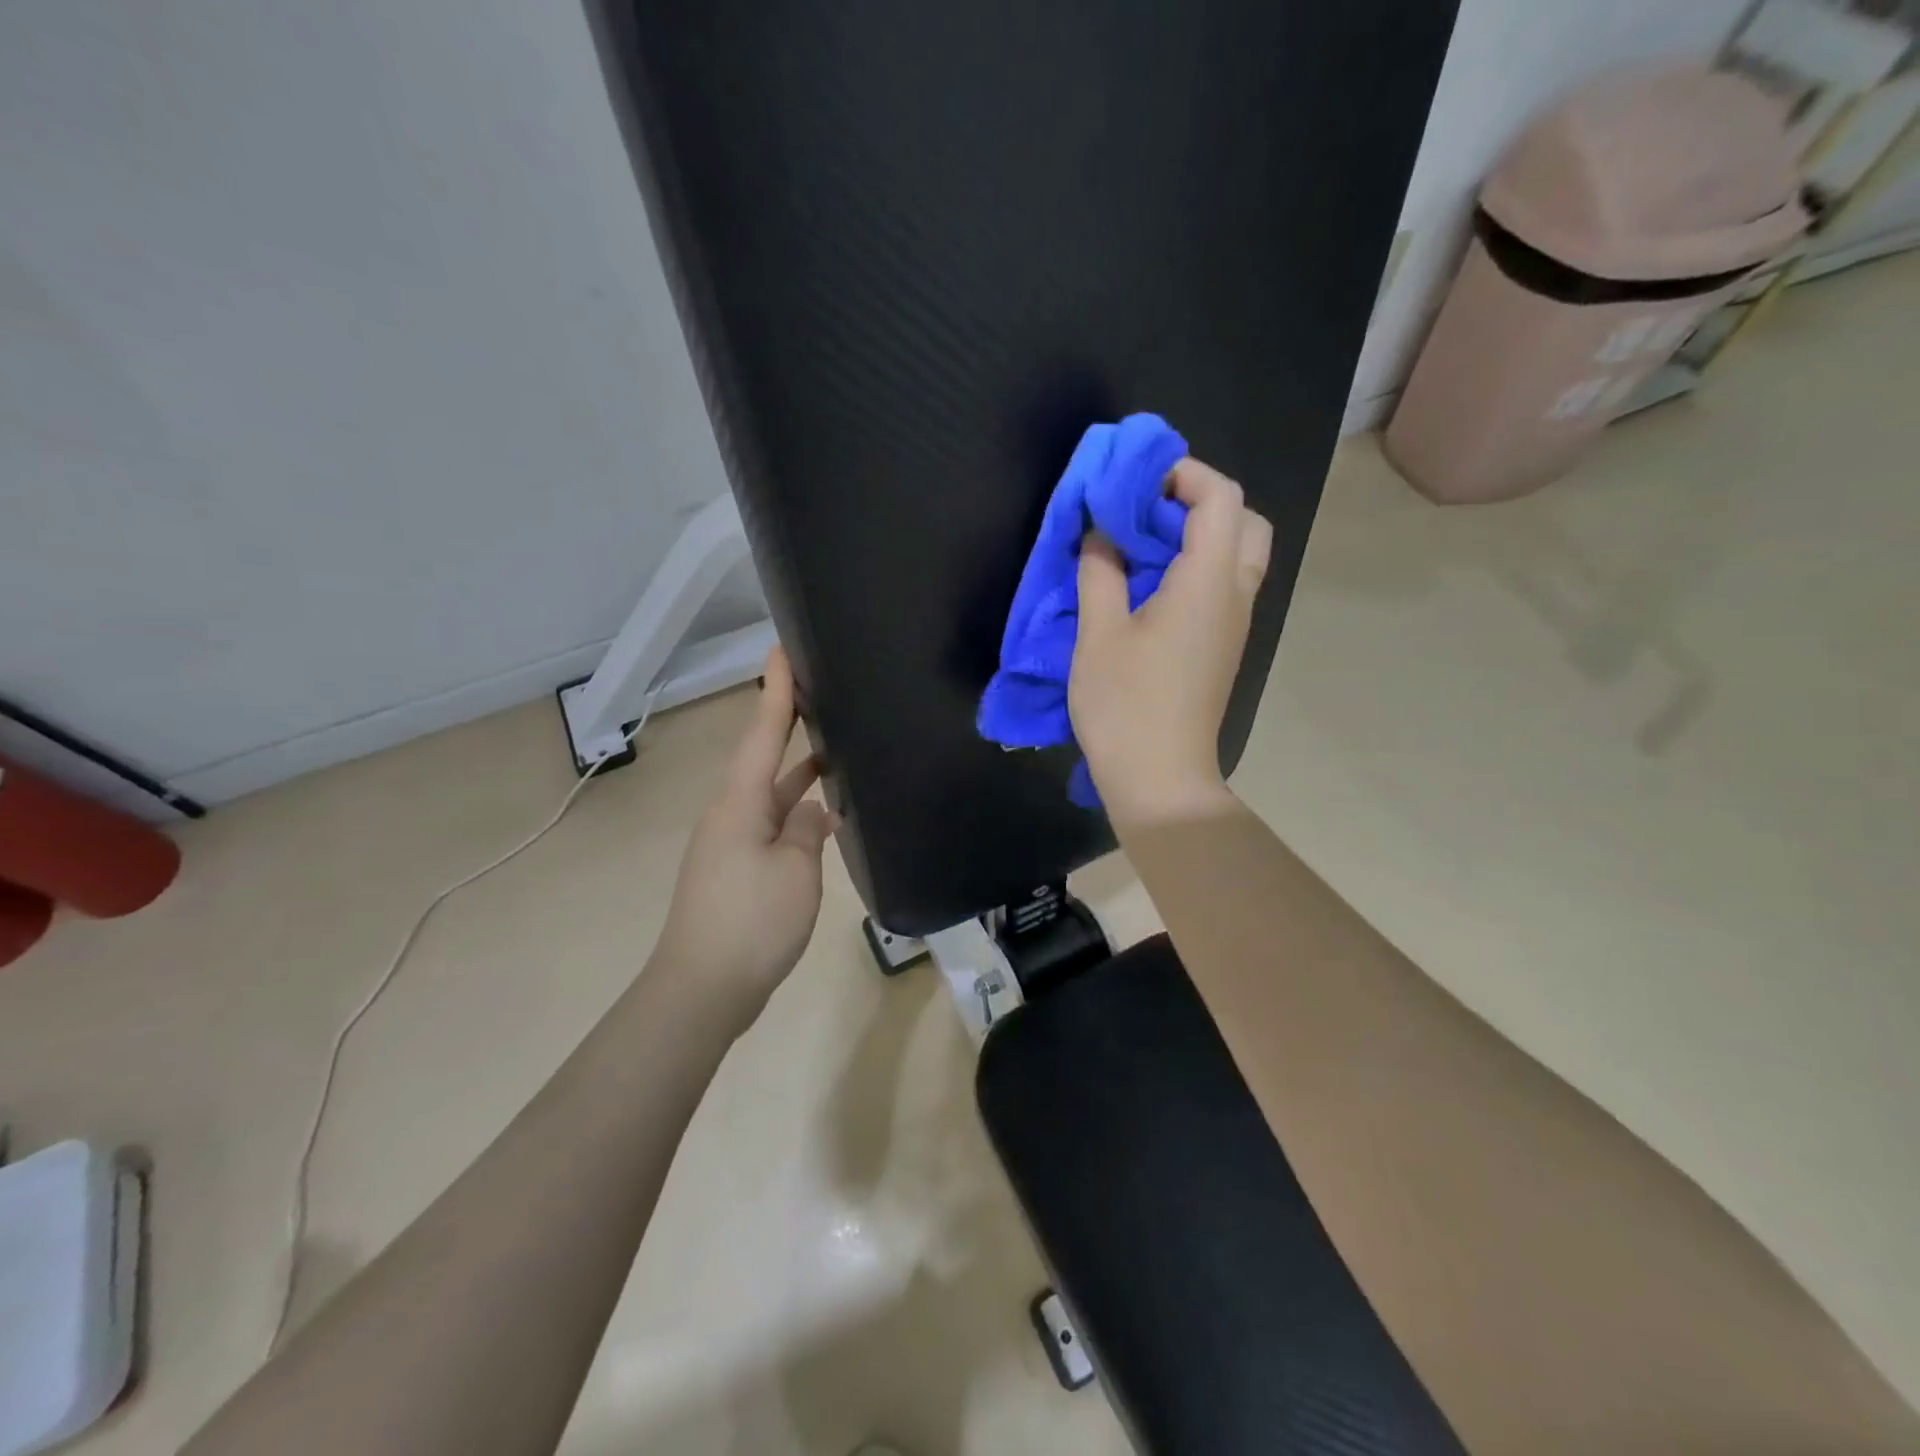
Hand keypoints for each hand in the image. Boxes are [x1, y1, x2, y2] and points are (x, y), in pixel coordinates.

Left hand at [653, 646, 835, 1031]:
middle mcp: (731, 815)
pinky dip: (796, 815)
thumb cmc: (751, 921)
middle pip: (763, 759)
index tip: (782, 649)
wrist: (702, 990)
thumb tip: (811, 811)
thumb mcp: (795, 870)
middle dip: (789, 726)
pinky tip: (824, 820)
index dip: (776, 691)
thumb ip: (807, 830)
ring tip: (835, 751)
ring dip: (798, 775)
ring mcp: (731, 845)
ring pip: (771, 797)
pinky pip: (771, 827)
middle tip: (821, 695)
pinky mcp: (737, 872)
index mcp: (740, 803)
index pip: (762, 733)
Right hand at [1070, 457, 1271, 827]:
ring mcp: (1235, 624)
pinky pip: (1225, 585)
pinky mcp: (1223, 647)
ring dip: (1199, 535)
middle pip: (1244, 521)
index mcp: (1209, 582)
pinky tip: (1151, 587)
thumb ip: (1101, 572)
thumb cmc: (1126, 706)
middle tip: (1147, 513)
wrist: (1160, 778)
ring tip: (1143, 547)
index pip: (1221, 498)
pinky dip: (1197, 567)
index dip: (1183, 474)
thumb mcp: (1098, 635)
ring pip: (1238, 555)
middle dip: (1199, 501)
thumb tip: (1101, 534)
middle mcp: (1235, 595)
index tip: (1135, 483)